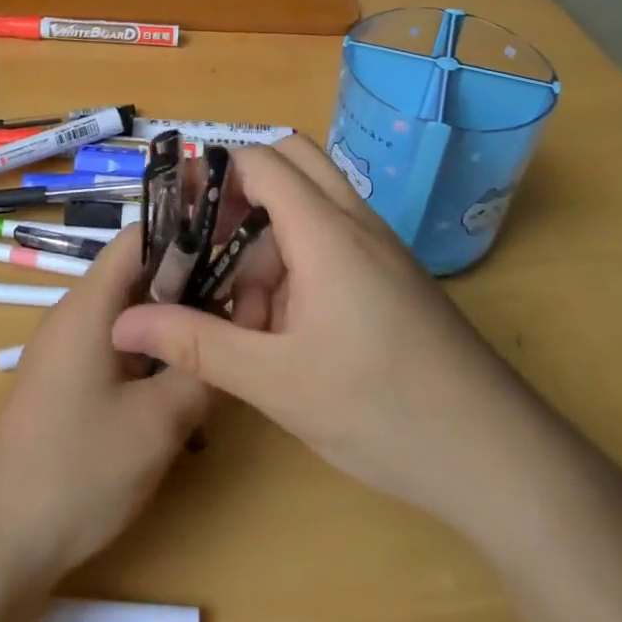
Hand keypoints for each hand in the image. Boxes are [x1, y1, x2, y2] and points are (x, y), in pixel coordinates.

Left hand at [0, 227, 209, 591]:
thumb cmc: (78, 471)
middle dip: (190, 283)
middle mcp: (74, 314)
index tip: (235, 247)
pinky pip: (116, 345)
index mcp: (89, 306)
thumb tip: (238, 325)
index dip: (187, 232)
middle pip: (138, 274)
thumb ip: (201, 369)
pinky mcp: (66, 380)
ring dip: (172, 324)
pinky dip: (151, 353)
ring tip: (220, 345)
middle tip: (242, 305)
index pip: (138, 237)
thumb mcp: (158, 422)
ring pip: (130, 313)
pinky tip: (181, 386)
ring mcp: (67, 348)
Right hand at [111, 136, 563, 536]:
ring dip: (269, 237)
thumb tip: (123, 321)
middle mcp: (356, 225)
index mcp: (326, 231)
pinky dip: (297, 264)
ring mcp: (379, 252)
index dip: (214, 174)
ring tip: (240, 309)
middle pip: (293, 163)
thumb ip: (197, 343)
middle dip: (243, 192)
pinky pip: (333, 244)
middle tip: (207, 244)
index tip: (176, 214)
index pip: (262, 161)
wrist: (499, 460)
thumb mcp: (276, 381)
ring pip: (312, 208)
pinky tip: (283, 331)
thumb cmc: (382, 410)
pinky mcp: (392, 281)